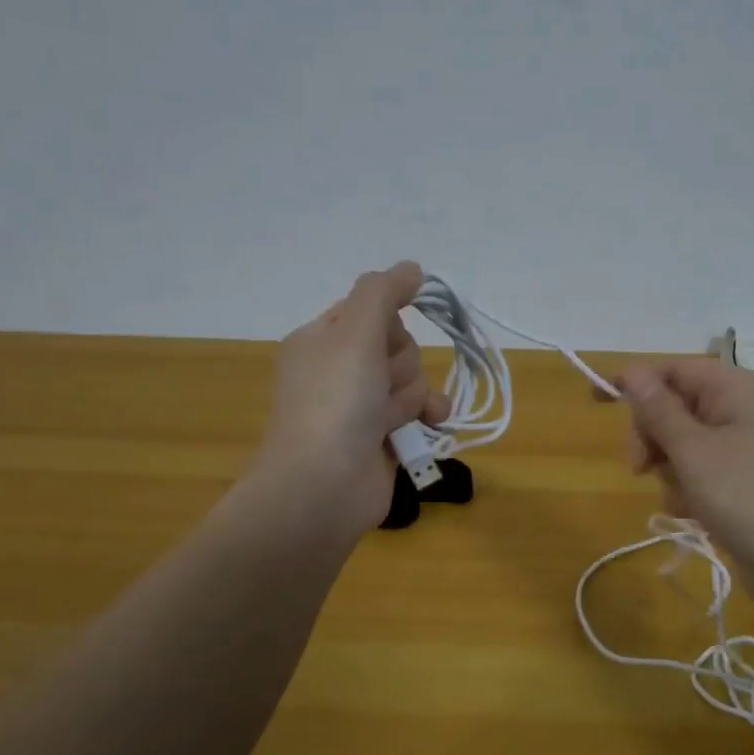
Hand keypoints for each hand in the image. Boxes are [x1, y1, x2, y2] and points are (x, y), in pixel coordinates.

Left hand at [259, 262, 449, 533]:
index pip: (369, 310)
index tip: (386, 336)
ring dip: (412, 395)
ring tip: (392, 417)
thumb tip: (412, 268)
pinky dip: (427, 416)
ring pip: (411, 379)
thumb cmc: (335, 402)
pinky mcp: (382, 438)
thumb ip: (383, 292)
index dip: (386, 322)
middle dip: (400, 364)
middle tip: (379, 384)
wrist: (323, 486)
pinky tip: (432, 423)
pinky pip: (419, 412)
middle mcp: (339, 370)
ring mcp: (361, 408)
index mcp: (321, 341)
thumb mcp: (354, 332)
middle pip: (397, 344)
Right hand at [615, 360, 753, 607]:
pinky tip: (694, 513)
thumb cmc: (748, 495)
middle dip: (652, 436)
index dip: (633, 381)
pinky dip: (689, 490)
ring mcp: (747, 448)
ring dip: (670, 470)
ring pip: (683, 445)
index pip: (673, 369)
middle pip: (675, 407)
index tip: (596, 400)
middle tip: (639, 466)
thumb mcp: (693, 450)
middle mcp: (743, 410)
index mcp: (736, 388)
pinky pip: (701, 473)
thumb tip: (633, 372)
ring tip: (683, 498)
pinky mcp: (746, 483)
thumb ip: (659, 410)